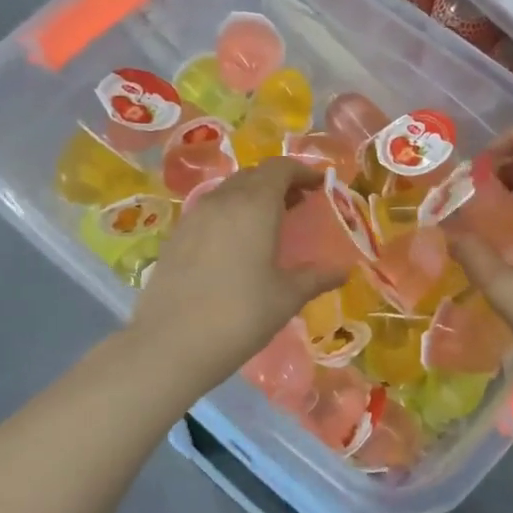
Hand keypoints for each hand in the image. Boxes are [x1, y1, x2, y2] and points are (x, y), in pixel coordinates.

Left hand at [129, 160, 342, 389]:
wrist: (170, 345)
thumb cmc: (240, 315)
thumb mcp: (287, 297)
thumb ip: (316, 277)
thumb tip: (343, 270)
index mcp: (254, 205)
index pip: (280, 168)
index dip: (303, 171)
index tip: (320, 185)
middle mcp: (222, 200)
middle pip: (253, 175)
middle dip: (279, 182)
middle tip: (299, 203)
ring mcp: (193, 217)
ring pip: (228, 191)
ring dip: (252, 197)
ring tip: (270, 223)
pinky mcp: (175, 237)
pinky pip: (209, 211)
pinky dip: (230, 214)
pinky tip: (237, 244)